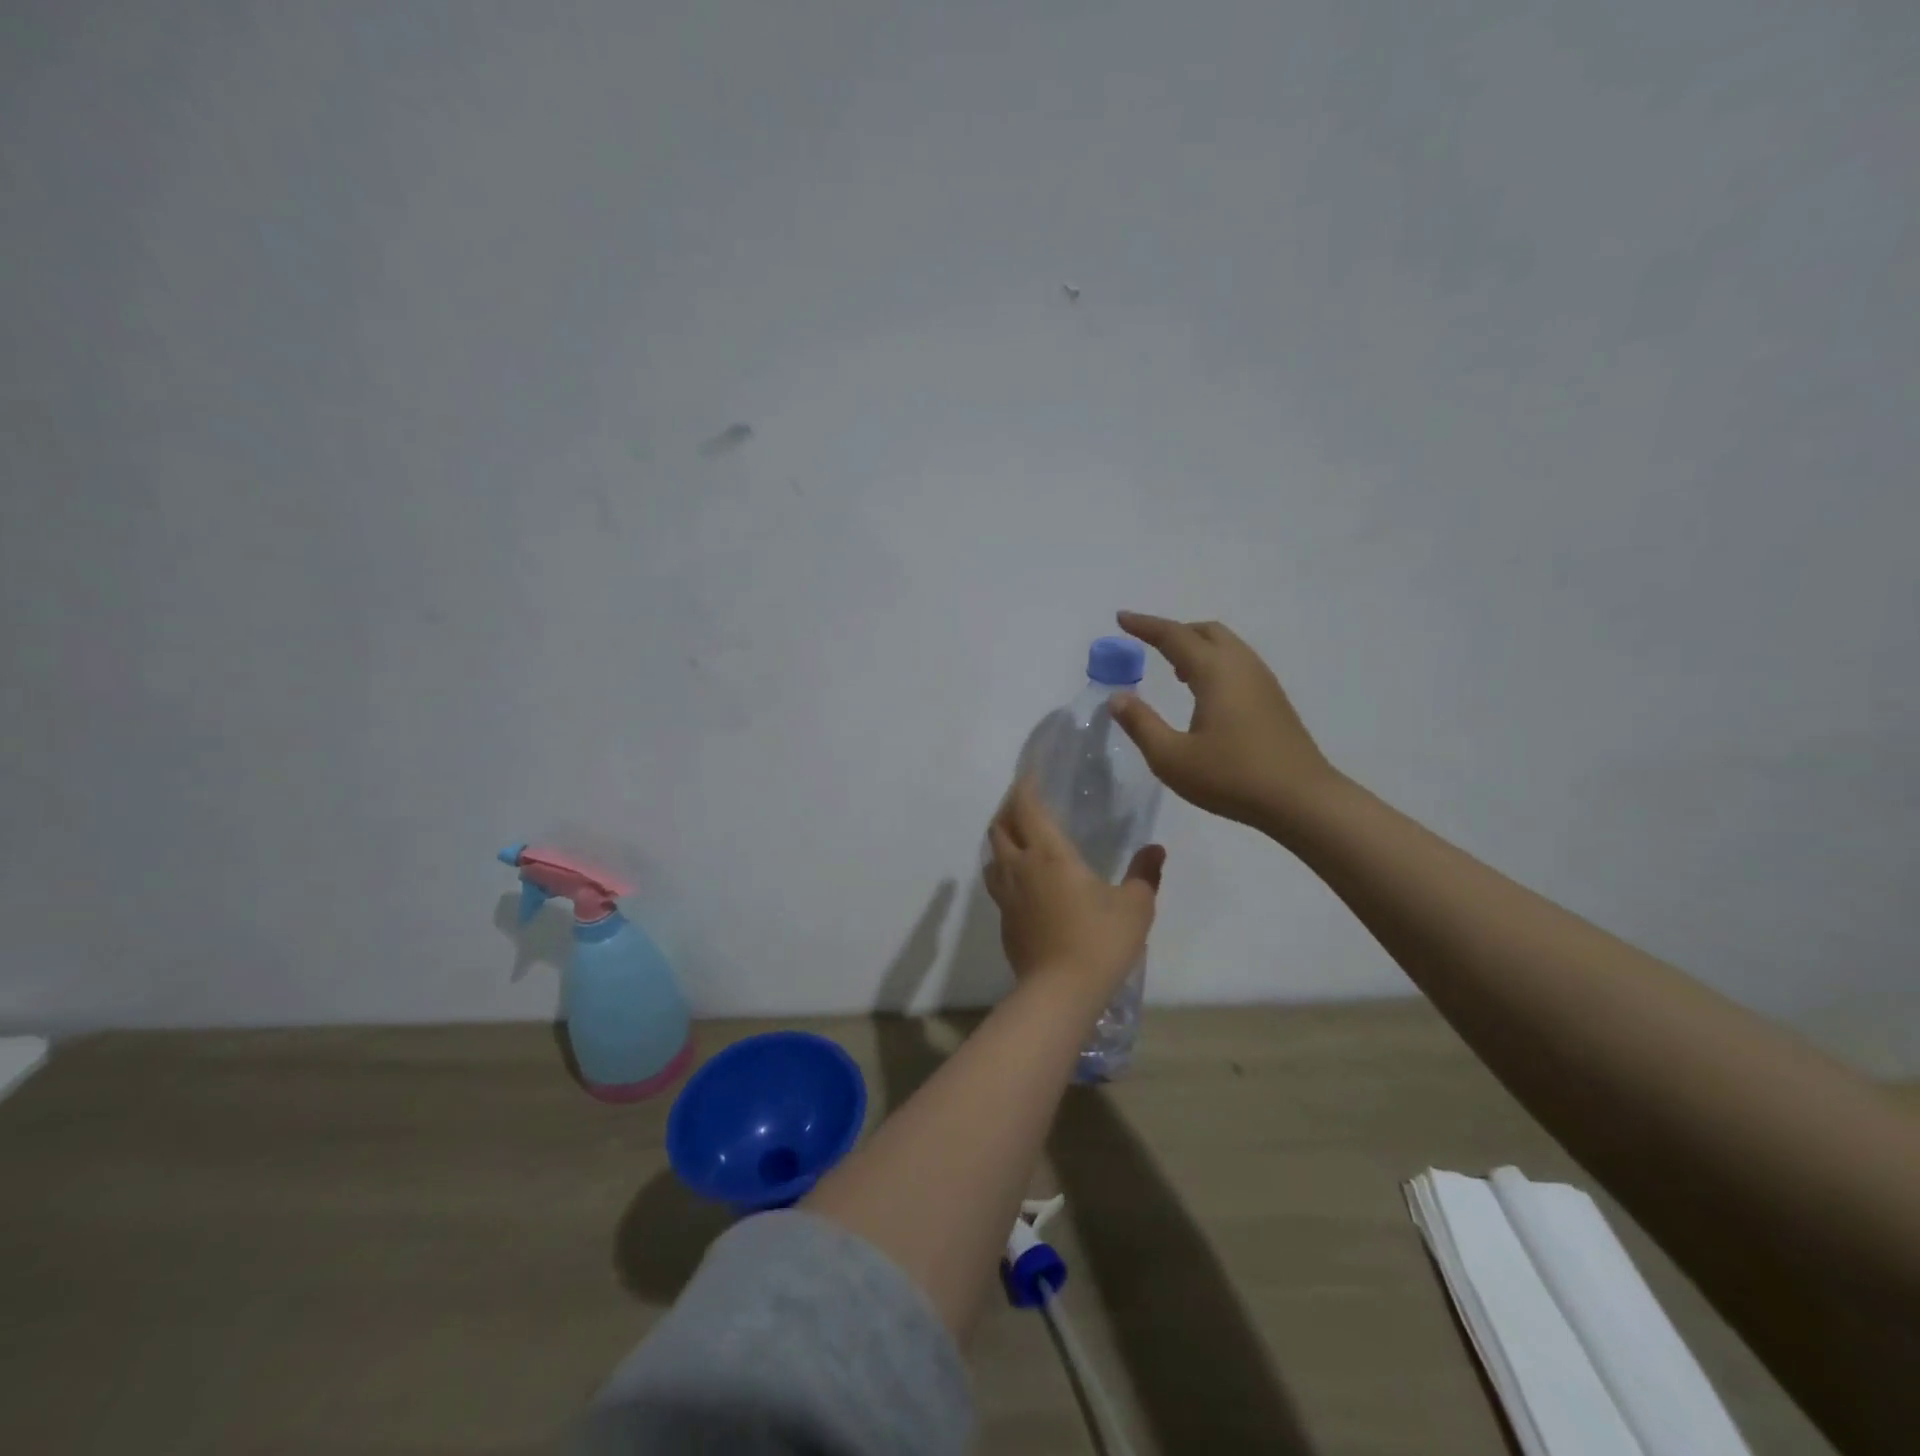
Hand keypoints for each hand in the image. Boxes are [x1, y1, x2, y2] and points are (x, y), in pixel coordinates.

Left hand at [984, 777, 1165, 995]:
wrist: (1059, 992)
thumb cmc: (1099, 941)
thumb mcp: (1134, 907)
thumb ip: (1144, 874)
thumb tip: (1155, 849)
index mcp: (1048, 854)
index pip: (1026, 807)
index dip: (1024, 785)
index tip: (1030, 773)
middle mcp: (1020, 867)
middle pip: (1000, 827)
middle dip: (1009, 808)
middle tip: (1026, 802)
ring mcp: (1006, 895)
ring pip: (992, 855)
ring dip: (1002, 839)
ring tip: (1019, 837)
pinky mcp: (1004, 920)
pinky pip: (997, 882)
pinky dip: (1005, 869)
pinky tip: (1023, 879)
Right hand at [1110, 611, 1338, 832]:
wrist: (1301, 800)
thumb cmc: (1231, 777)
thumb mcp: (1171, 758)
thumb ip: (1141, 724)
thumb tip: (1117, 697)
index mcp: (1215, 672)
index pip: (1174, 636)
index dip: (1145, 625)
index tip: (1122, 618)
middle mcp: (1241, 666)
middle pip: (1206, 631)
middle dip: (1174, 631)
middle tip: (1148, 644)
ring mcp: (1263, 682)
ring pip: (1226, 646)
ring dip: (1197, 647)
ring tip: (1174, 669)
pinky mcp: (1274, 700)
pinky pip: (1238, 663)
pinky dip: (1214, 662)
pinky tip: (1205, 693)